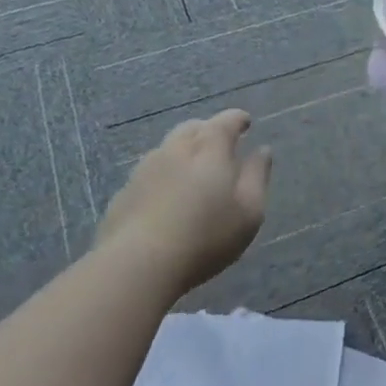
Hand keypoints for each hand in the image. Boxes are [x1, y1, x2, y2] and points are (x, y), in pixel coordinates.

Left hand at [97, 110, 272, 290]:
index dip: (237, 120)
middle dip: (208, 131)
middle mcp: (174, 149)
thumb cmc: (206, 236)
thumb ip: (257, 176)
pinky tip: (166, 199)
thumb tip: (262, 151)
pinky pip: (148, 175)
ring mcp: (143, 171)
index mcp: (209, 148)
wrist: (137, 266)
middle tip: (219, 145)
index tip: (246, 123)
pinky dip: (162, 177)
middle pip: (192, 128)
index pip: (226, 121)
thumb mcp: (249, 210)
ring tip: (193, 172)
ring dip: (182, 153)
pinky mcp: (123, 195)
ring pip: (167, 150)